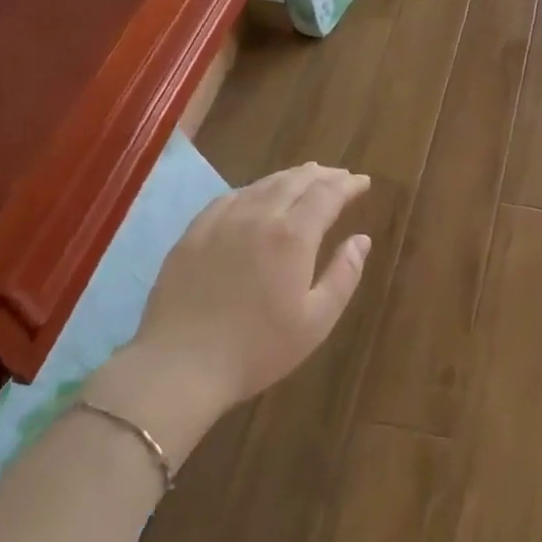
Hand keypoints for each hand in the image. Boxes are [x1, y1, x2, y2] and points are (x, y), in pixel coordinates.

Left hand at [87, 164, 371, 437]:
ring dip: (291, 177)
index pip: (327, 194)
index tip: (362, 182)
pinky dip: (255, 189)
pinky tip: (256, 196)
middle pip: (296, 180)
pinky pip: (230, 197)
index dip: (348, 184)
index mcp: (293, 236)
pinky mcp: (194, 232)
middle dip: (323, 175)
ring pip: (263, 184)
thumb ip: (344, 275)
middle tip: (340, 176)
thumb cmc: (256, 349)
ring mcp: (222, 220)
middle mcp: (259, 215)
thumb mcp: (316, 321)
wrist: (179, 366)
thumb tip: (361, 239)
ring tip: (306, 178)